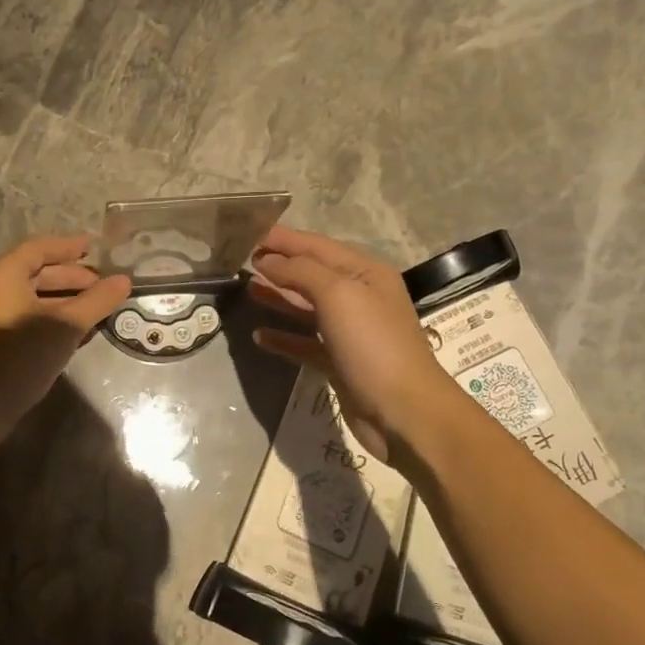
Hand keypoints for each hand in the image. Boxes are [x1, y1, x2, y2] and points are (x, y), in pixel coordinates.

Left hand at [0, 235, 131, 448]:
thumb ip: (96, 301)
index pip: (41, 248)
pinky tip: (77, 328)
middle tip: (103, 283)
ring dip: (65, 298)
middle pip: (37, 271)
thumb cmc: (22, 355)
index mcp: (4, 273)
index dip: (70, 246)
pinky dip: (52, 315)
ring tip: (97, 306)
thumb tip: (124, 281)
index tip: (96, 246)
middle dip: (72, 276)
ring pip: (34, 295)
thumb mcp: (66, 325)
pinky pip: (28, 314)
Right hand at [250, 227, 452, 462]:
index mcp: (365, 273)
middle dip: (278, 266)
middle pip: (310, 274)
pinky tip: (259, 335)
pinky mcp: (339, 362)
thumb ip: (301, 272)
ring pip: (306, 307)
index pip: (316, 246)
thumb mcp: (339, 295)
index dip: (283, 239)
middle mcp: (358, 297)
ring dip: (278, 297)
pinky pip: (305, 343)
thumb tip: (267, 261)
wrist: (404, 411)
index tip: (247, 232)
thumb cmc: (373, 344)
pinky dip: (283, 337)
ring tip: (247, 290)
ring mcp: (349, 332)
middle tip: (240, 260)